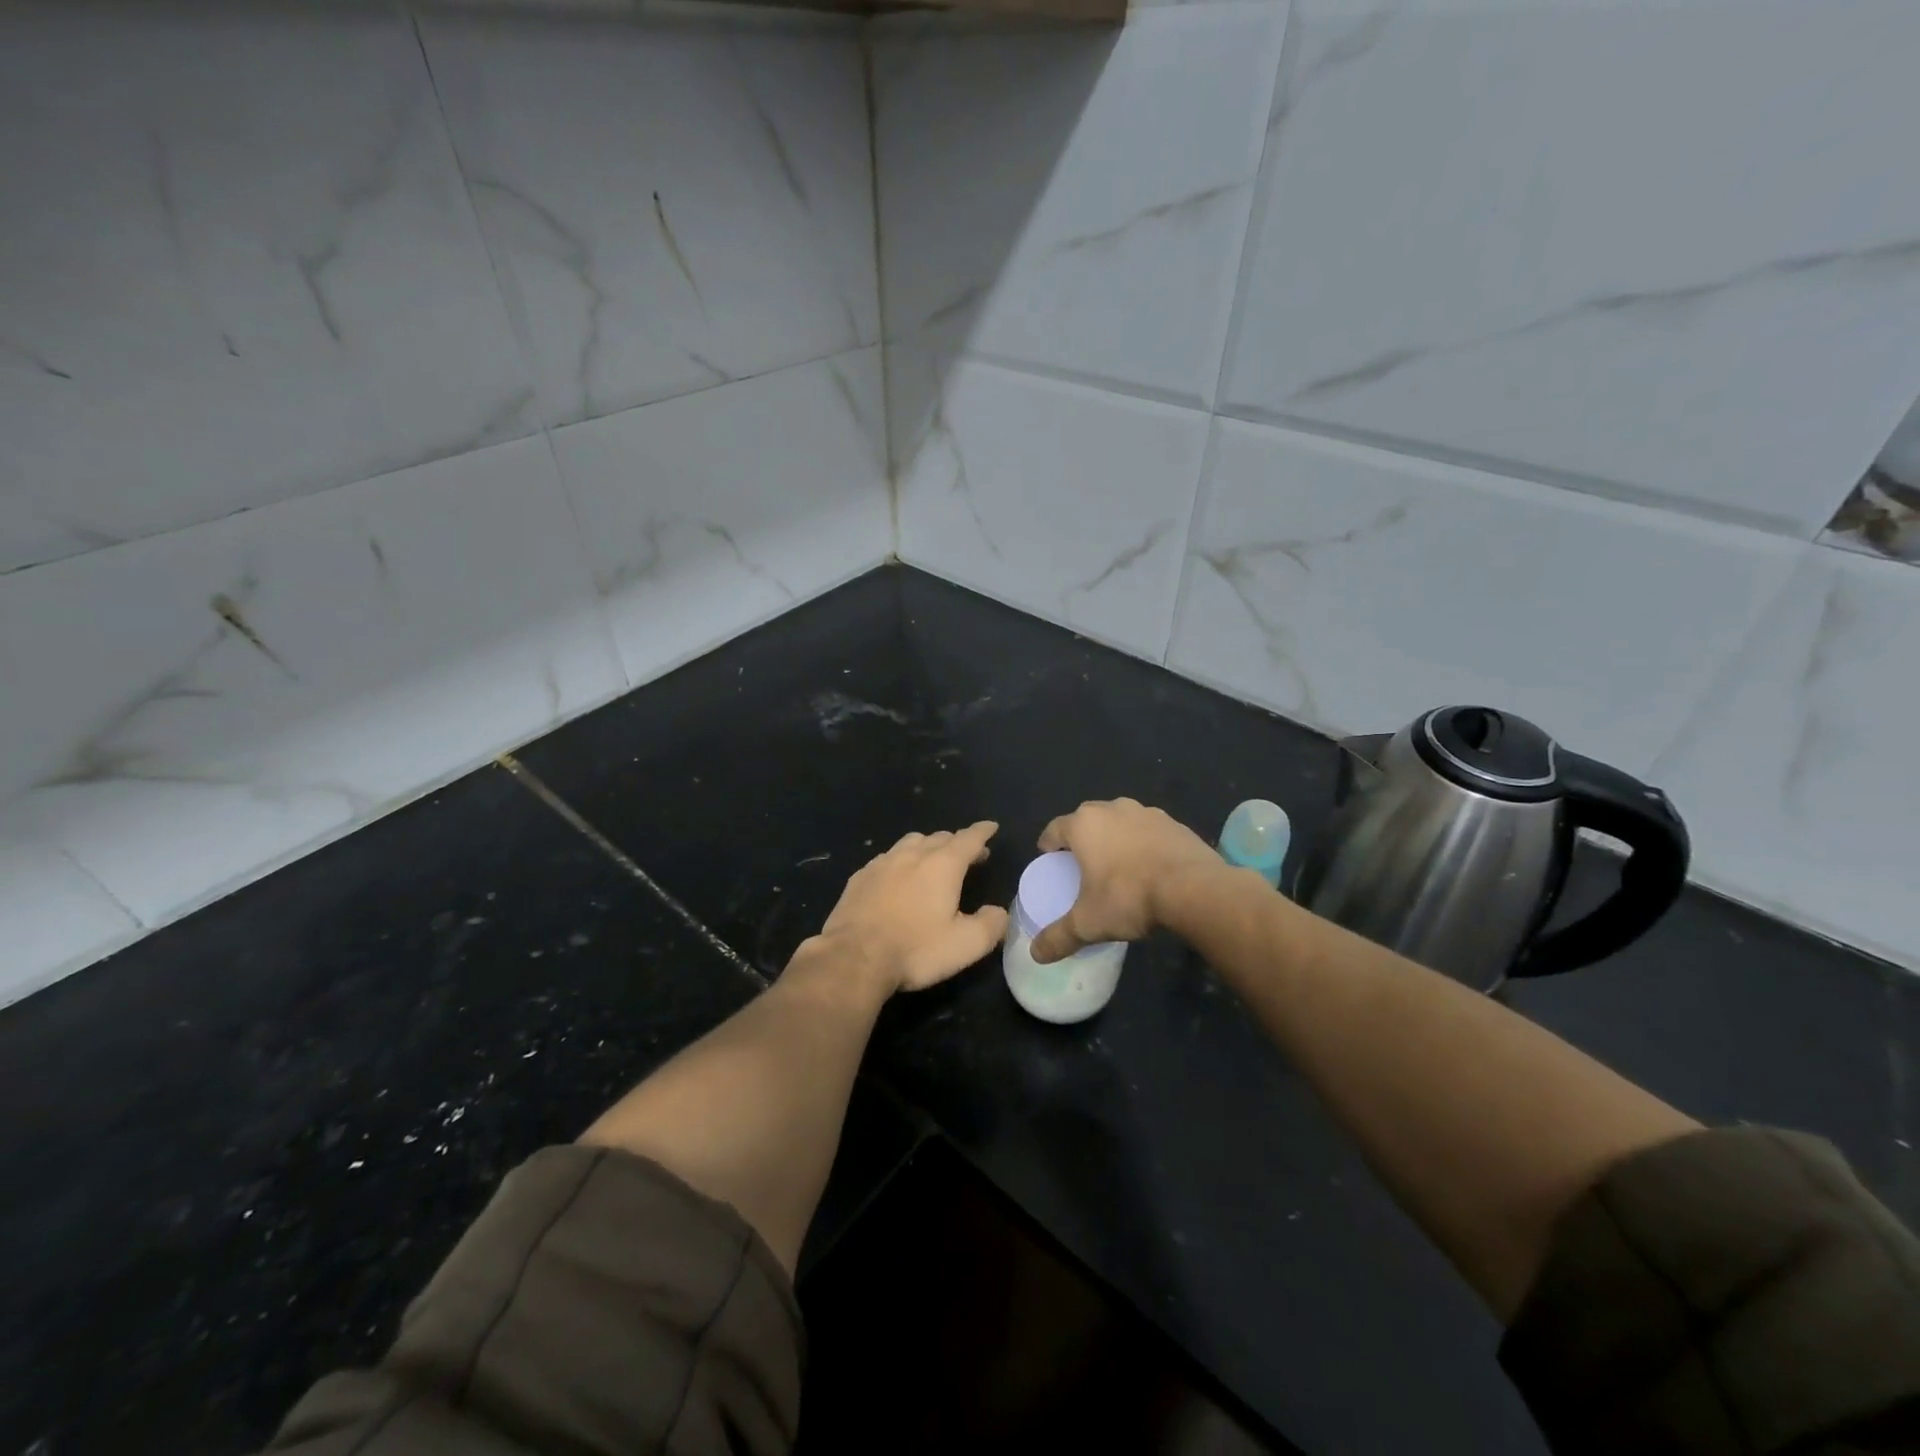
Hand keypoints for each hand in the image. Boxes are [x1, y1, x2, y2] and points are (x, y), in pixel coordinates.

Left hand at [807, 822, 1009, 995]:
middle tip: (970, 855)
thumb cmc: (915, 949)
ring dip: (928, 847)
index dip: (983, 832)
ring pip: (911, 842)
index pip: (969, 838)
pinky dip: (901, 861)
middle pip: (940, 837)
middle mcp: (912, 854)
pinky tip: (898, 877)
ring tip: (934, 860)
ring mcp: (882, 863)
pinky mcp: (859, 877)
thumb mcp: (966, 944)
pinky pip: (887, 858)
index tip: (991, 827)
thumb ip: (990, 924)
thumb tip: (998, 911)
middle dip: (958, 842)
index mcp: (943, 864)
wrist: (853, 958)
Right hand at [1030, 799, 1222, 963]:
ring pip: (1120, 822)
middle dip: (1082, 839)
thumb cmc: (1129, 897)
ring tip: (1118, 866)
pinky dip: (1144, 844)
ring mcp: (1147, 812)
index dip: (1048, 845)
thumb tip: (1035, 954)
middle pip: (1087, 820)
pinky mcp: (1175, 823)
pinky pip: (1149, 831)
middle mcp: (1113, 808)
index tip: (1050, 861)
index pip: (1054, 829)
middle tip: (1082, 865)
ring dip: (1115, 838)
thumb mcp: (1088, 924)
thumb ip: (1058, 937)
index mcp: (1084, 824)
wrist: (1194, 889)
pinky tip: (1150, 868)